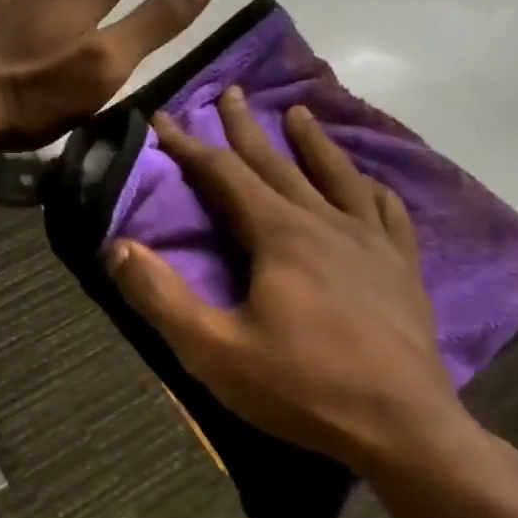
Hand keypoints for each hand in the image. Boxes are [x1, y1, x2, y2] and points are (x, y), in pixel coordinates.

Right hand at [105, 88, 479, 475]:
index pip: (223, 174)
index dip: (188, 145)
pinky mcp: (402, 266)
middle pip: (277, 163)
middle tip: (230, 92)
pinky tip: (366, 181)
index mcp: (279, 235)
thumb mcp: (214, 350)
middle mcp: (326, 222)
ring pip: (336, 175)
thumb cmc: (301, 387)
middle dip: (245, 128)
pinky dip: (368, 185)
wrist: (402, 426)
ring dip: (312, 142)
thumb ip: (160, 296)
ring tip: (298, 112)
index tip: (162, 118)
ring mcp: (372, 241)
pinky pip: (385, 209)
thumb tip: (116, 247)